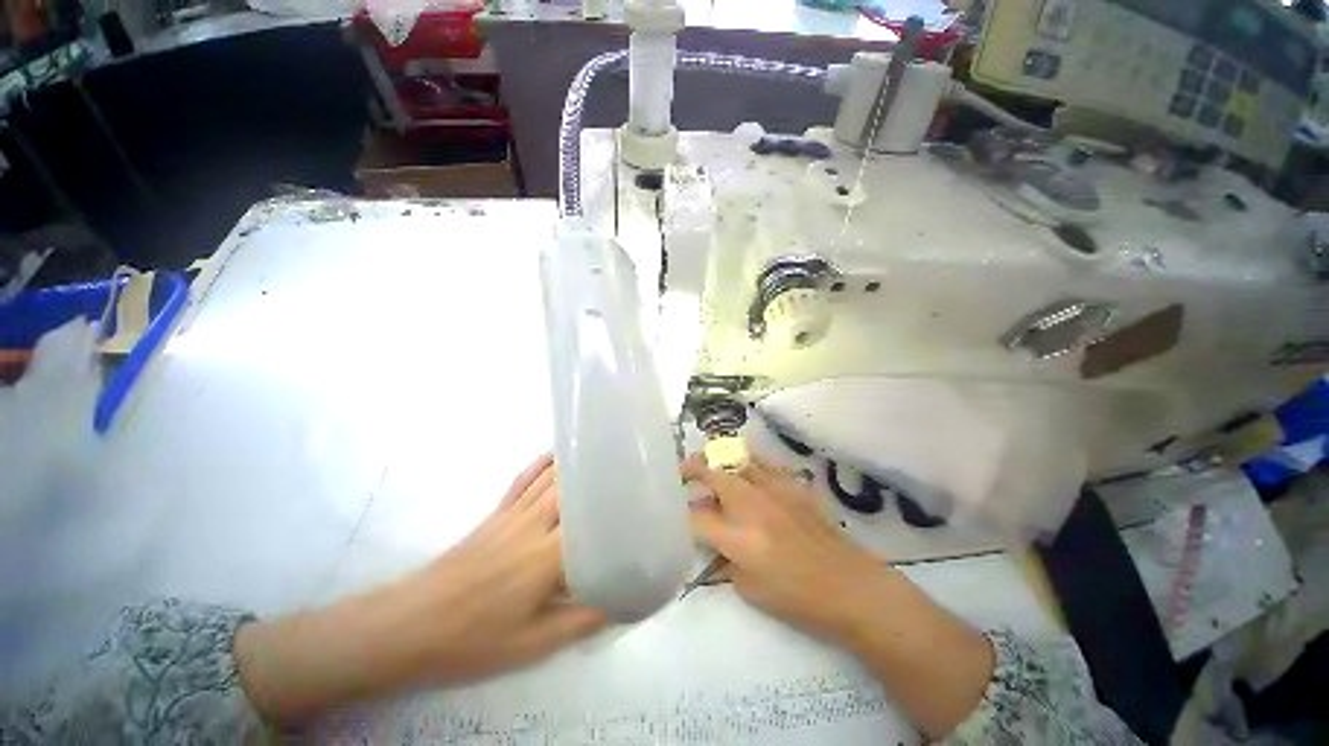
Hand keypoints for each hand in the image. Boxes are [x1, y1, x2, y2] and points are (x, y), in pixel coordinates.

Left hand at [235, 454, 605, 722]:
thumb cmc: (473, 639)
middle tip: (631, 466)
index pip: (593, 516)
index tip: (643, 491)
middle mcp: (535, 523)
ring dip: (579, 461)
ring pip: (552, 476)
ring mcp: (513, 513)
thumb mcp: (533, 643)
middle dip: (604, 472)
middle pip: (575, 485)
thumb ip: (584, 620)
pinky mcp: (496, 512)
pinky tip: (558, 453)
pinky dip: (544, 461)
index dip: (619, 501)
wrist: (409, 625)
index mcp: (548, 555)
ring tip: (605, 449)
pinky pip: (524, 478)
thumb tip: (626, 602)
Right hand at [683, 455, 993, 738]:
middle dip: (692, 470)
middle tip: (682, 472)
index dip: (680, 516)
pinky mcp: (792, 486)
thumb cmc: (796, 597)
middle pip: (712, 475)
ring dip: (720, 463)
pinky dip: (748, 464)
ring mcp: (774, 490)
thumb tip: (714, 537)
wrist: (849, 586)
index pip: (695, 518)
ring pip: (737, 462)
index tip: (673, 513)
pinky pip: (763, 465)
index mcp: (737, 537)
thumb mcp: (748, 588)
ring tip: (711, 466)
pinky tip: (747, 471)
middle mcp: (751, 505)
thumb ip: (724, 557)